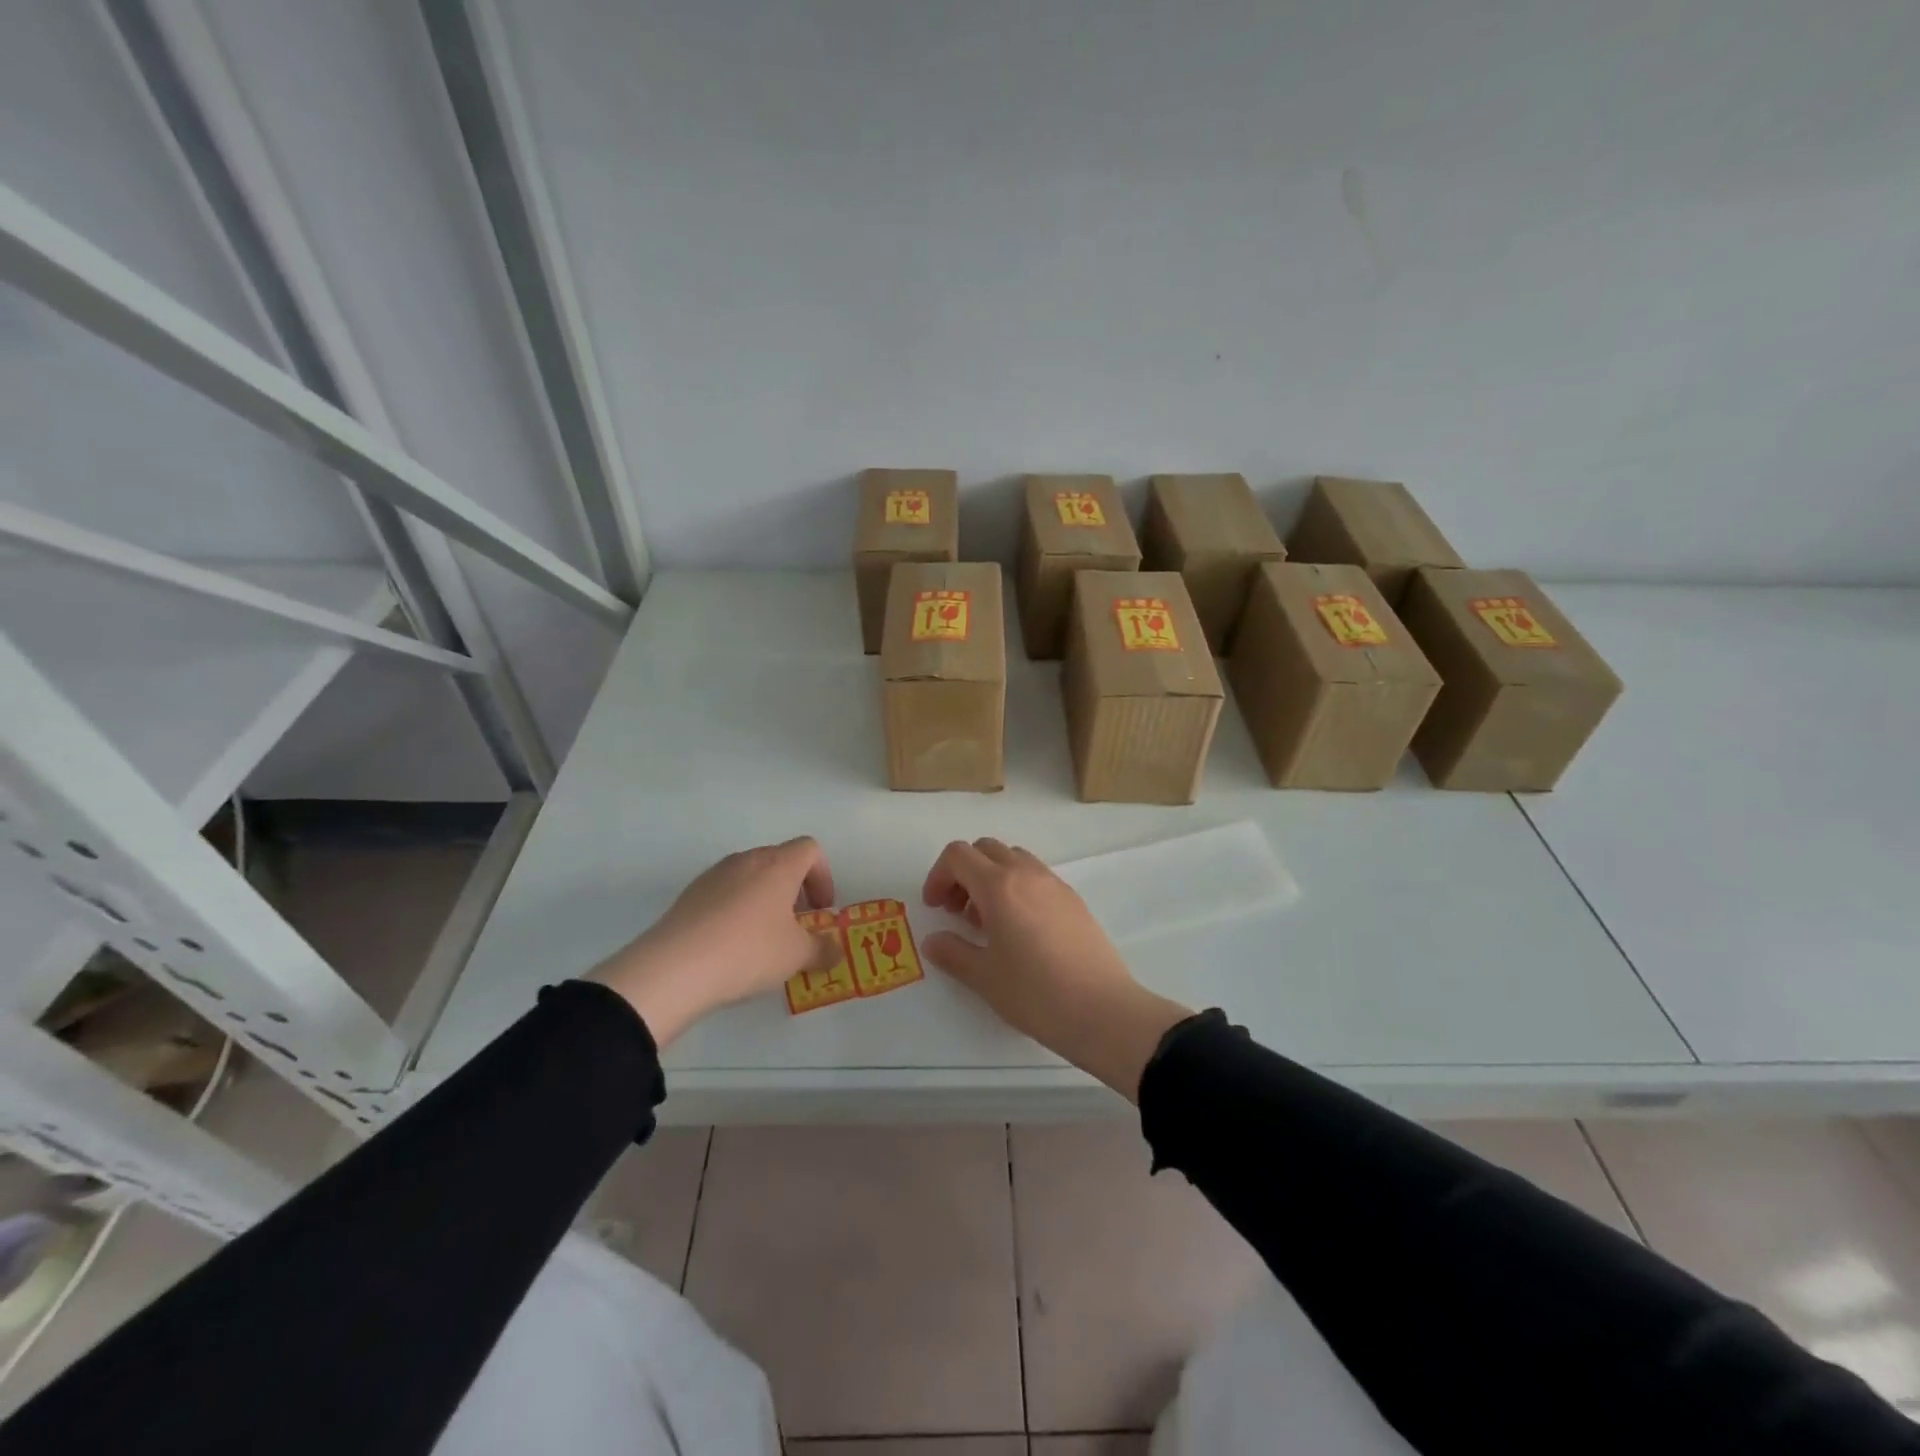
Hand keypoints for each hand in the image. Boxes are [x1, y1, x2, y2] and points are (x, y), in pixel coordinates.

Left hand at [588, 837, 840, 1045]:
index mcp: (779, 865)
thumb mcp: (796, 956)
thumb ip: (823, 950)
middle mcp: (747, 860)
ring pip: (750, 875)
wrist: (675, 966)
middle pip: (780, 860)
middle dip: (795, 889)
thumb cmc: (749, 951)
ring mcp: (715, 874)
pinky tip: (731, 944)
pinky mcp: (690, 893)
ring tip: (763, 937)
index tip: (821, 910)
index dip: (823, 876)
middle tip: (796, 925)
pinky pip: (725, 891)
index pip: (810, 849)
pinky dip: (736, 909)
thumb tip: (836, 951)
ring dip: (764, 898)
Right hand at [921, 839, 1190, 1100]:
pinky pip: (1036, 877)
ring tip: (988, 923)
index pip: (958, 855)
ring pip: (1013, 859)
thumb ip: (953, 952)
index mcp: (999, 886)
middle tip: (957, 912)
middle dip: (963, 873)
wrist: (1103, 1011)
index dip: (938, 876)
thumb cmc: (1035, 994)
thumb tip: (934, 941)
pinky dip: (1017, 888)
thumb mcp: (984, 977)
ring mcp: (1055, 884)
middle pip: (985, 849)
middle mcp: (1027, 874)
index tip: (935, 908)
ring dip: (991, 878)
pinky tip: (1020, 931)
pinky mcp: (1074, 900)